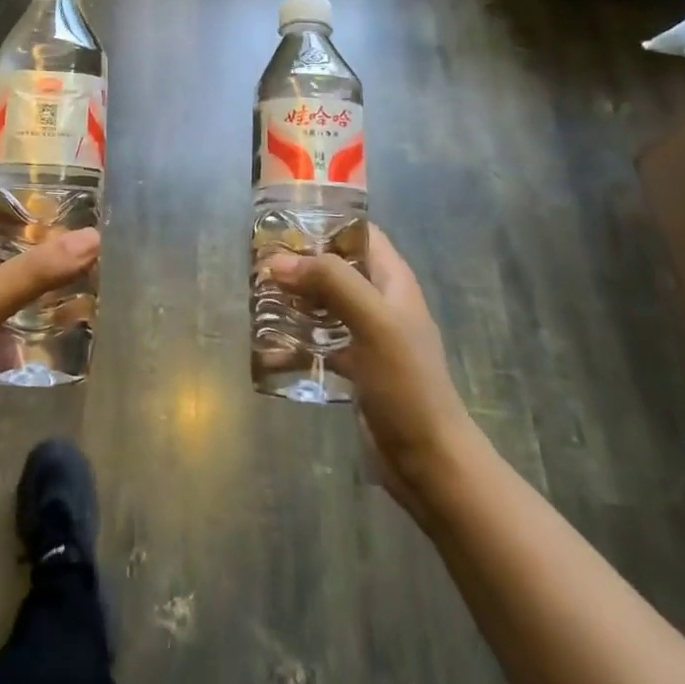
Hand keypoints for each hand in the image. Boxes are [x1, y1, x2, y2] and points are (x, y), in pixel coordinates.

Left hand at [0, 192, 99, 474]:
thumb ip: (33, 273)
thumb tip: (91, 237)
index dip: (9, 197)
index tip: (54, 196)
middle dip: (33, 236)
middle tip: (78, 235)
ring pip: (4, 281)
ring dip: (37, 276)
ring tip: (81, 270)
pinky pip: (9, 317)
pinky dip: (35, 312)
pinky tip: (66, 316)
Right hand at [270, 226, 477, 515]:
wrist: (429, 461)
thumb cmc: (406, 382)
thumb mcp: (373, 322)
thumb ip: (330, 282)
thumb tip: (277, 262)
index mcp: (392, 280)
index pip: (358, 233)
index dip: (325, 222)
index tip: (282, 223)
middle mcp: (379, 301)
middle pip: (334, 268)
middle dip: (298, 265)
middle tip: (258, 265)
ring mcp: (367, 336)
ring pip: (323, 305)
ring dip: (292, 302)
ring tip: (255, 301)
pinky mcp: (355, 368)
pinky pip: (318, 345)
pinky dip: (295, 345)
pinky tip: (266, 352)